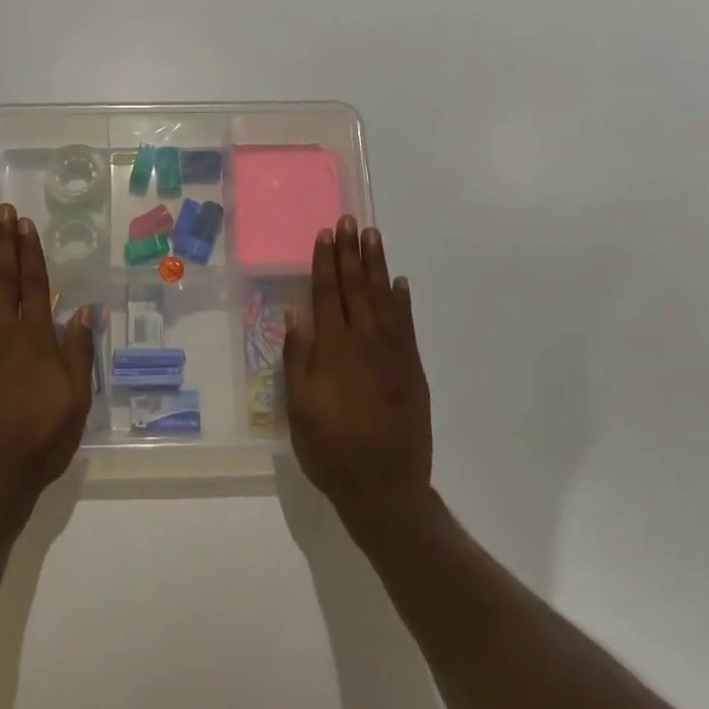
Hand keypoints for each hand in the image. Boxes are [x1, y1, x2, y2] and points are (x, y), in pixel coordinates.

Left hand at [0, 204, 95, 523]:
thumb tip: (85, 312)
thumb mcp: (76, 401)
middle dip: (4, 241)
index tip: (25, 224)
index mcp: (35, 340)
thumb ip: (78, 353)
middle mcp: (2, 332)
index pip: (34, 284)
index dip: (30, 251)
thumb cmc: (39, 441)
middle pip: (4, 277)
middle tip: (3, 210)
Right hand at [283, 217, 432, 525]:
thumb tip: (296, 314)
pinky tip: (399, 282)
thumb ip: (298, 359)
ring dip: (376, 266)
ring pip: (383, 299)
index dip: (324, 263)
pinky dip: (403, 301)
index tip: (325, 234)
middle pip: (356, 288)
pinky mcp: (412, 369)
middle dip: (351, 253)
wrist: (385, 487)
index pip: (326, 295)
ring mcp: (393, 355)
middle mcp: (364, 343)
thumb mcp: (299, 409)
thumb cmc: (331, 450)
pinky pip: (407, 325)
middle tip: (350, 221)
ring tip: (373, 236)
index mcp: (332, 351)